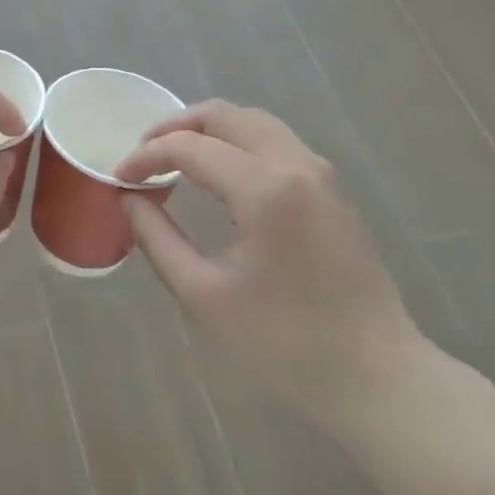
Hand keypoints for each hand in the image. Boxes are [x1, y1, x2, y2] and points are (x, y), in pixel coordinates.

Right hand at [115, 101, 426, 423]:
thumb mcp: (202, 292)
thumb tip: (129, 199)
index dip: (145, 157)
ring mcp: (321, 176)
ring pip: (255, 123)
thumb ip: (157, 236)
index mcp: (264, 189)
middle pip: (225, 116)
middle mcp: (296, 166)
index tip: (118, 179)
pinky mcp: (332, 192)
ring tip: (174, 159)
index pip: (189, 147)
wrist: (377, 377)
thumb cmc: (283, 342)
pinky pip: (276, 143)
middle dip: (175, 127)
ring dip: (208, 131)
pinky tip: (217, 175)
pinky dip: (237, 144)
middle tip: (142, 155)